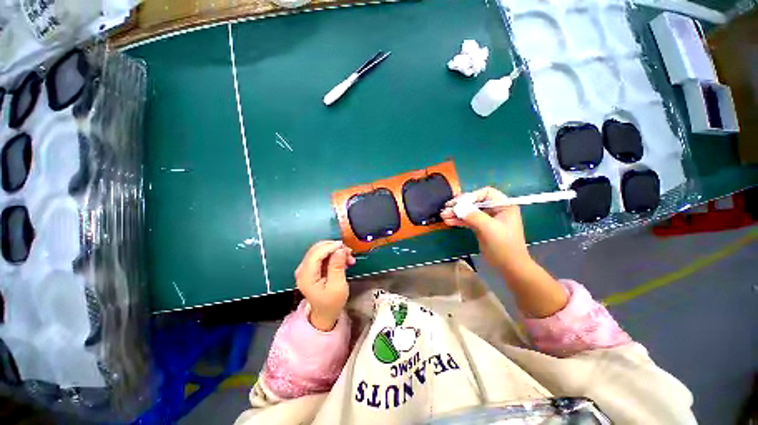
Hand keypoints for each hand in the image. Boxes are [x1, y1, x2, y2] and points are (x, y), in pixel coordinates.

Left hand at [295, 241, 355, 330]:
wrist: (325, 313)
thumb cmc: (332, 303)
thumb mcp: (338, 287)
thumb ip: (337, 267)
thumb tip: (340, 250)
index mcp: (306, 276)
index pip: (316, 254)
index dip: (330, 247)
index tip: (345, 247)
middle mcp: (303, 269)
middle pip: (317, 249)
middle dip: (334, 247)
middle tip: (349, 252)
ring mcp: (306, 267)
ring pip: (321, 250)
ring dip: (336, 251)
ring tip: (349, 258)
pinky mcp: (311, 267)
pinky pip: (322, 255)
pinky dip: (334, 255)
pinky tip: (344, 260)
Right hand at [441, 188, 567, 317]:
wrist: (509, 266)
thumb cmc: (503, 245)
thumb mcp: (489, 228)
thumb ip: (473, 216)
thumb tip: (457, 207)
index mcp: (503, 205)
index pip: (485, 193)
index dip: (471, 196)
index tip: (458, 203)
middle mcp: (495, 209)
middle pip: (475, 202)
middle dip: (460, 205)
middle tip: (446, 208)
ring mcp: (487, 219)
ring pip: (469, 212)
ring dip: (456, 213)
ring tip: (443, 215)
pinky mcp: (481, 227)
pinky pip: (468, 220)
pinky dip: (459, 220)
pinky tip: (448, 221)